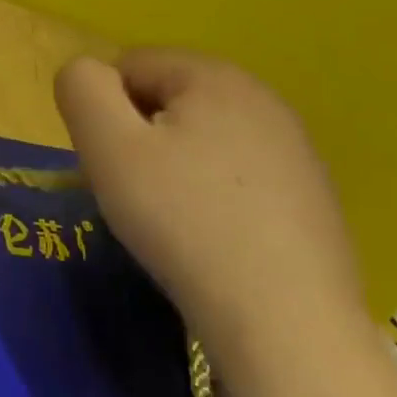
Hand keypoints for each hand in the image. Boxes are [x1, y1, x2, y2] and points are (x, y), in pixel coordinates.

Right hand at [54, 50, 367, 355]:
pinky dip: (217, 198)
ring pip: (204, 139)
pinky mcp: (314, 198)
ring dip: (177, 167)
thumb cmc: (185, 223)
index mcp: (214, 74)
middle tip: (138, 196)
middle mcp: (262, 97)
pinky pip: (240, 177)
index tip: (114, 166)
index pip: (130, 66)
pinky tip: (219, 243)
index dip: (106, 113)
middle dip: (142, 137)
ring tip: (177, 224)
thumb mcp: (108, 146)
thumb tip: (86, 73)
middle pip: (169, 99)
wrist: (289, 330)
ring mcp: (296, 149)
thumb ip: (82, 88)